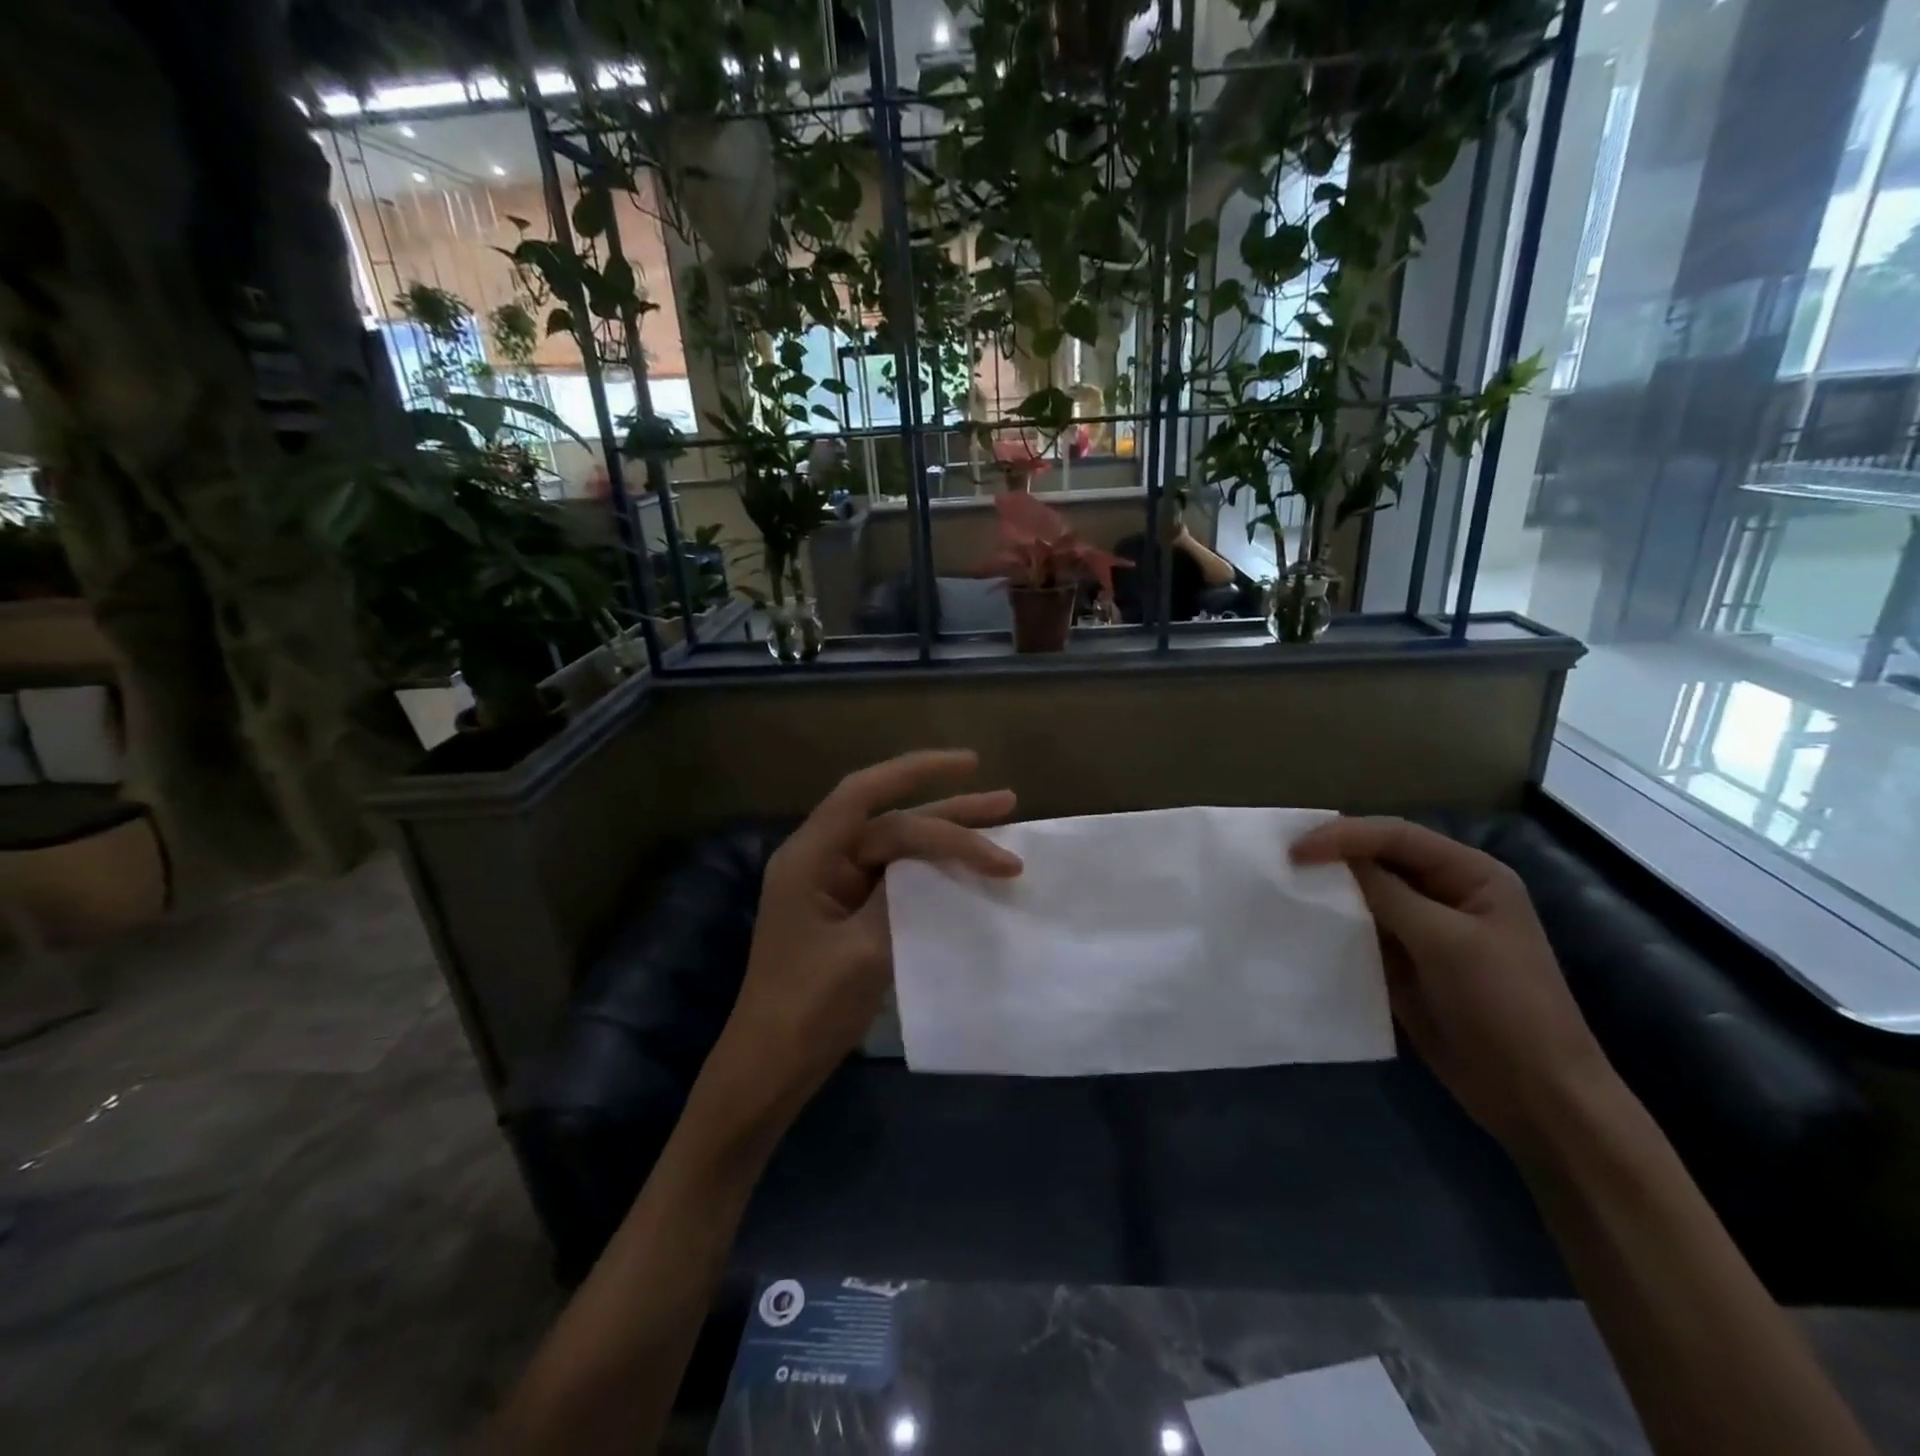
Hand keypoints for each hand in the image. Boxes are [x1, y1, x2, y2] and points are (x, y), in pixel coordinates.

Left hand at [706, 750, 1021, 1124]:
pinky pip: (896, 880)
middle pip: (890, 820)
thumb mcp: (862, 950)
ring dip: (946, 839)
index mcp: (810, 857)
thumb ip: (900, 897)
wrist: (771, 1070)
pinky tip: (967, 874)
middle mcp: (821, 861)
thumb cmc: (807, 1010)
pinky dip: (932, 873)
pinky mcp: (848, 915)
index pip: (865, 794)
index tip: (971, 765)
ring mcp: (834, 889)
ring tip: (1003, 825)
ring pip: (897, 849)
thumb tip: (934, 863)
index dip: (917, 770)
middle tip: (1007, 802)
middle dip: (949, 810)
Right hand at [1291, 817, 1620, 1156]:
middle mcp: (1446, 893)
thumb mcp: (1446, 941)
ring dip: (1329, 890)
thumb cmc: (1504, 1006)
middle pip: (1379, 858)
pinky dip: (1334, 925)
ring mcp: (1424, 930)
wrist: (1534, 1096)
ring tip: (1283, 887)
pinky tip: (1304, 925)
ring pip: (1366, 894)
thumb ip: (1388, 893)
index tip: (1295, 851)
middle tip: (1280, 861)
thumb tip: (1333, 859)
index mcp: (1470, 874)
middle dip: (1332, 856)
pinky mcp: (1405, 963)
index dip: (1344, 836)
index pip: (1396, 836)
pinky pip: (1362, 931)